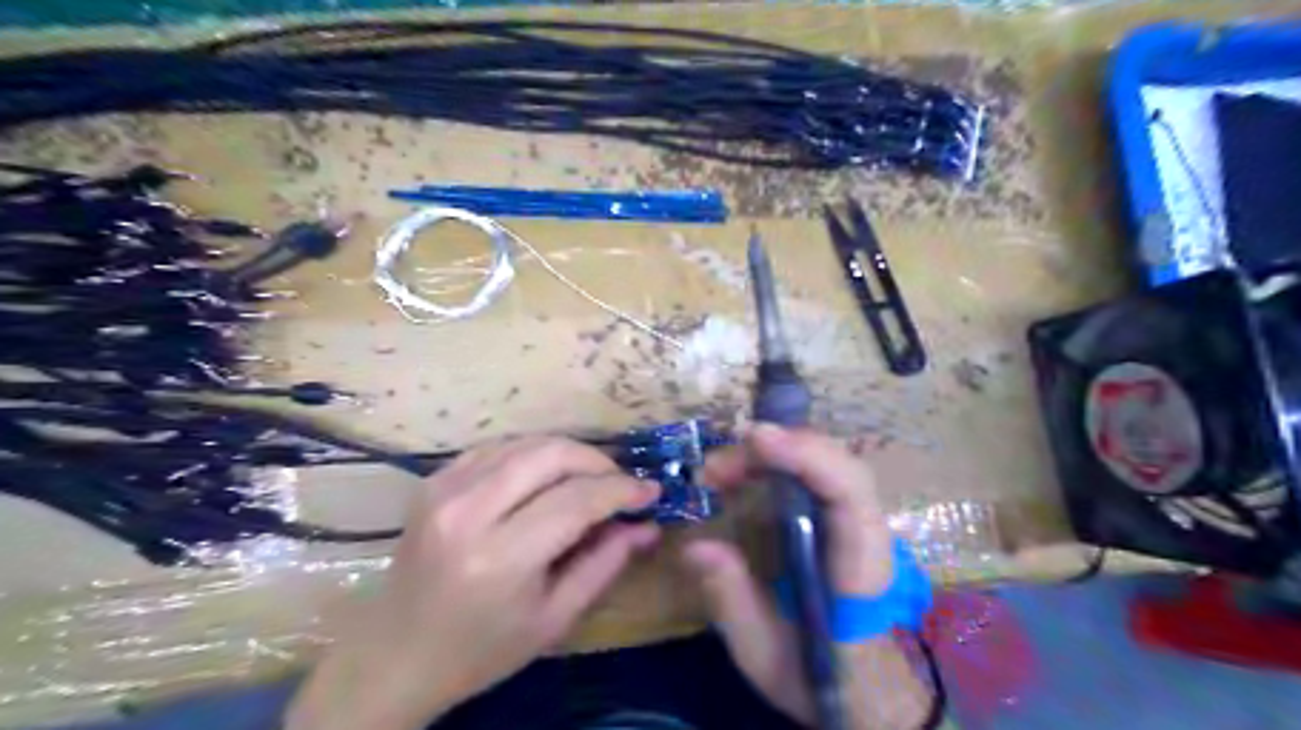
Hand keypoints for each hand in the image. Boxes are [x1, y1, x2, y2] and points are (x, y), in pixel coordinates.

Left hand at [291, 436, 662, 726]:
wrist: (394, 654)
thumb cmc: (481, 649)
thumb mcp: (554, 619)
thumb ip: (605, 565)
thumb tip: (648, 525)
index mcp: (500, 557)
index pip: (577, 499)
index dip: (622, 490)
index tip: (651, 491)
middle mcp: (469, 510)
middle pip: (551, 454)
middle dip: (598, 461)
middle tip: (621, 481)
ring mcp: (445, 488)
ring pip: (527, 442)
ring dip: (568, 453)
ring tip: (591, 477)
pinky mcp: (434, 479)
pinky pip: (499, 447)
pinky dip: (532, 453)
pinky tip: (547, 475)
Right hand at [682, 424, 912, 726]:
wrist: (861, 689)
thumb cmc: (817, 674)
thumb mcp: (764, 652)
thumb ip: (733, 600)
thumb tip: (695, 546)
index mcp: (860, 568)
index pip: (849, 492)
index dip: (807, 456)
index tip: (756, 439)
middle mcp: (867, 533)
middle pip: (837, 463)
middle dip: (776, 450)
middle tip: (714, 468)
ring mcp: (858, 521)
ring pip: (828, 461)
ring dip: (774, 452)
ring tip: (720, 470)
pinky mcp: (841, 520)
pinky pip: (817, 474)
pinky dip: (779, 462)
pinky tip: (743, 474)